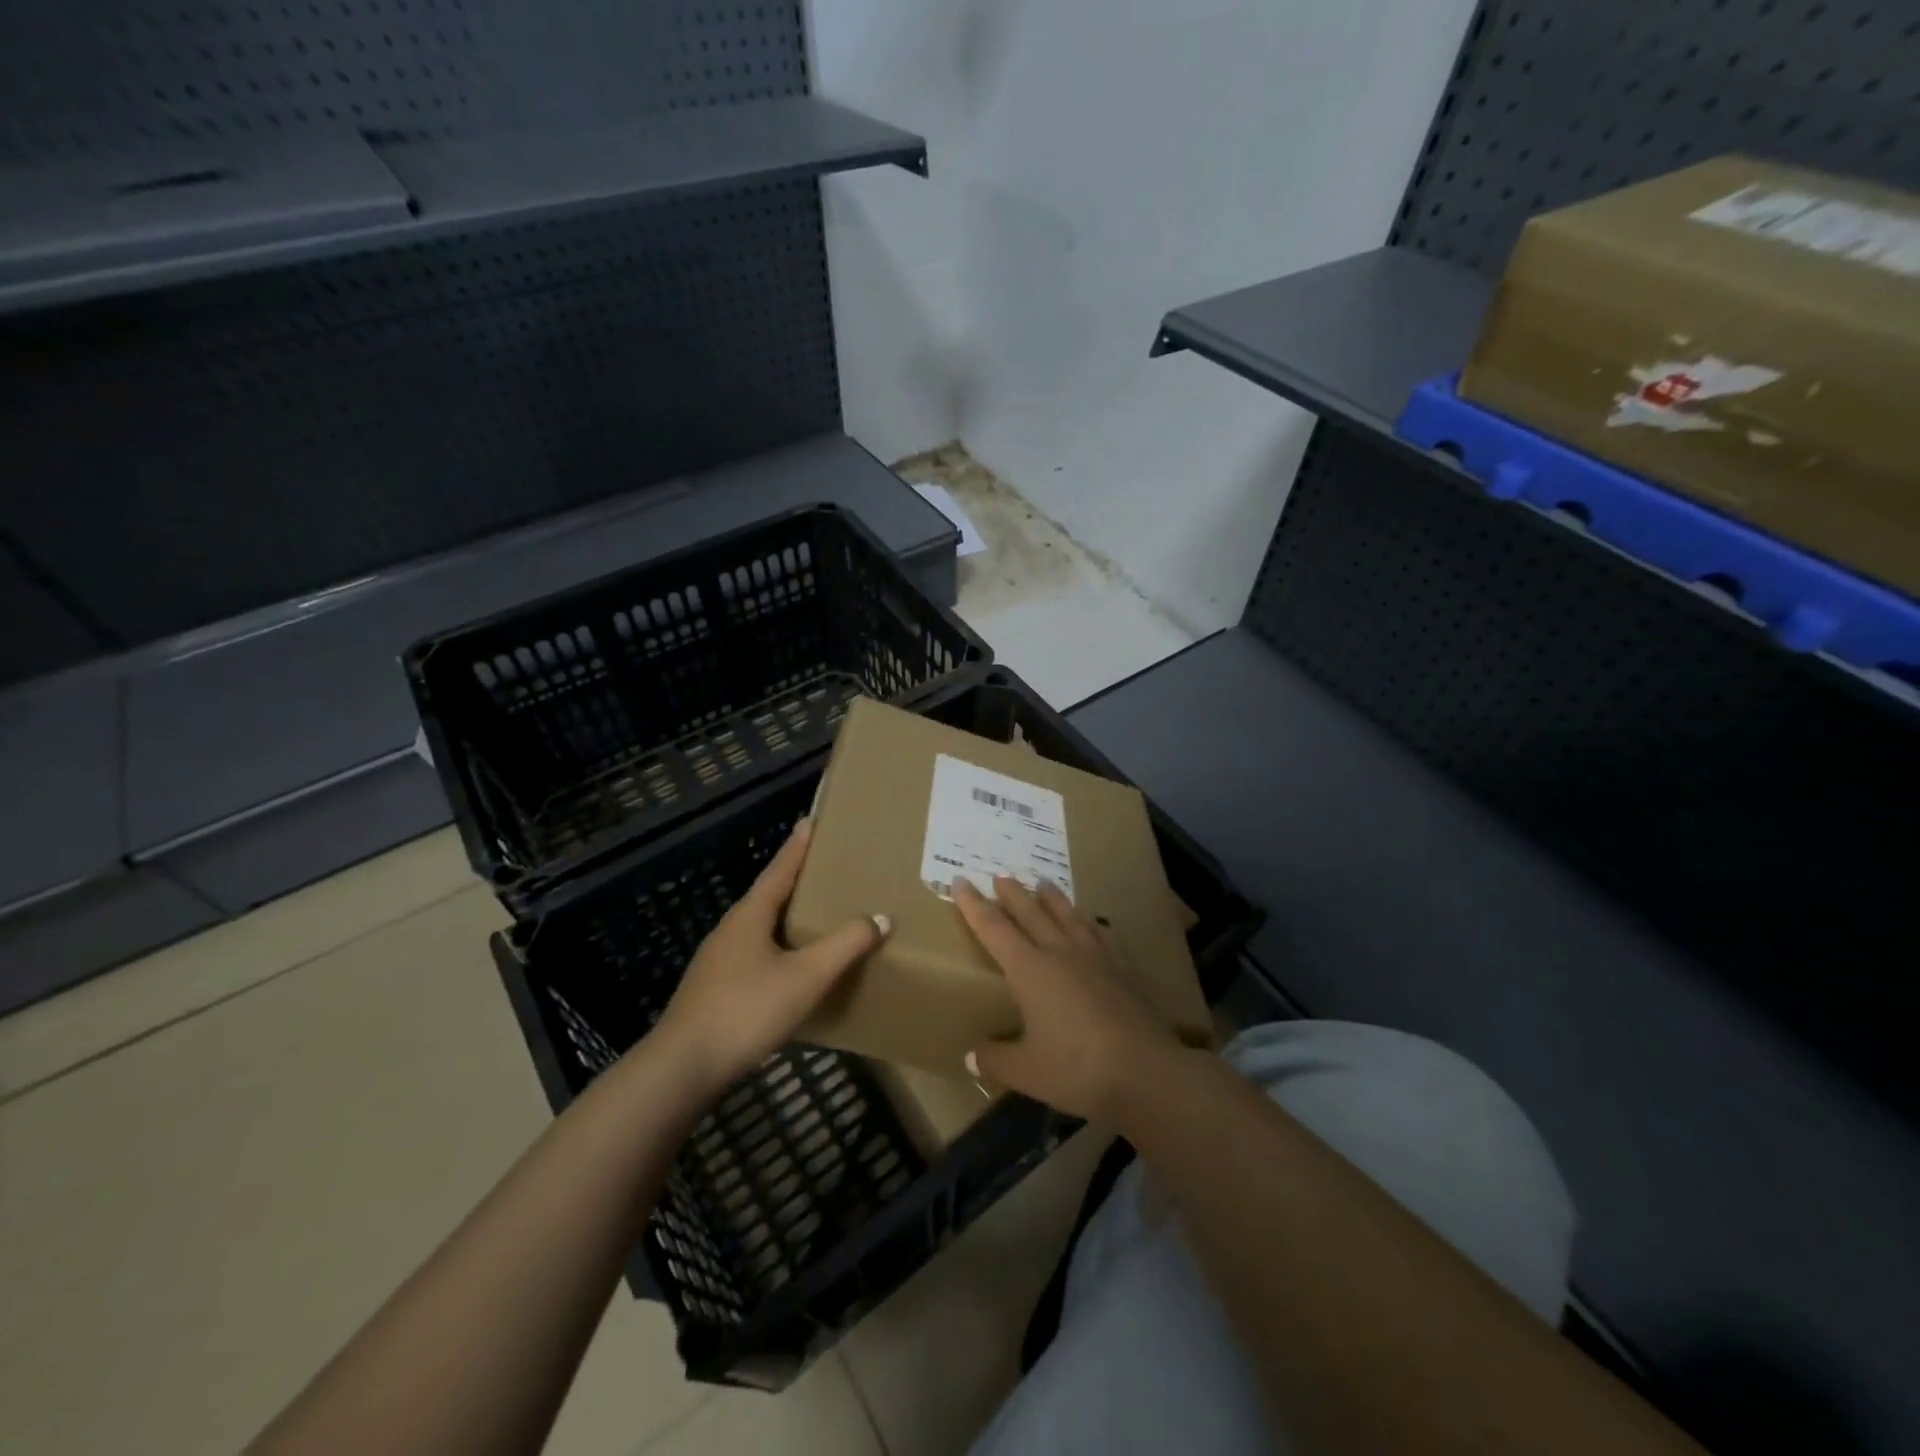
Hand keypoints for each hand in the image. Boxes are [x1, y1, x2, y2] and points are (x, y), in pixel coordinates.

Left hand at [654, 819, 888, 1093]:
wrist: (683, 1068)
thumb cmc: (746, 1010)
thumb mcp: (806, 976)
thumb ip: (845, 945)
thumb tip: (880, 917)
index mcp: (750, 916)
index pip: (780, 869)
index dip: (798, 846)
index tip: (811, 820)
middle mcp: (732, 930)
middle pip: (769, 895)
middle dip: (796, 880)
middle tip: (827, 868)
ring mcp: (719, 960)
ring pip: (761, 927)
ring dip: (788, 917)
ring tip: (817, 916)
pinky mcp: (716, 989)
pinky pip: (756, 954)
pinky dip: (779, 948)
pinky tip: (792, 967)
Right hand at [954, 876, 1181, 1122]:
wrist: (1145, 1071)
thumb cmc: (1076, 1069)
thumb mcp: (1026, 1072)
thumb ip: (996, 1059)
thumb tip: (972, 1056)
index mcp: (1029, 970)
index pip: (994, 929)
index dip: (975, 906)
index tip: (961, 881)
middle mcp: (1060, 953)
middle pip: (1031, 913)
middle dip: (1012, 893)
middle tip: (1000, 874)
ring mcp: (1095, 957)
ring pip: (1068, 916)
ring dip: (1052, 898)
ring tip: (1043, 883)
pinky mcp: (1122, 968)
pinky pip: (1102, 935)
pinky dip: (1091, 923)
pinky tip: (1093, 922)